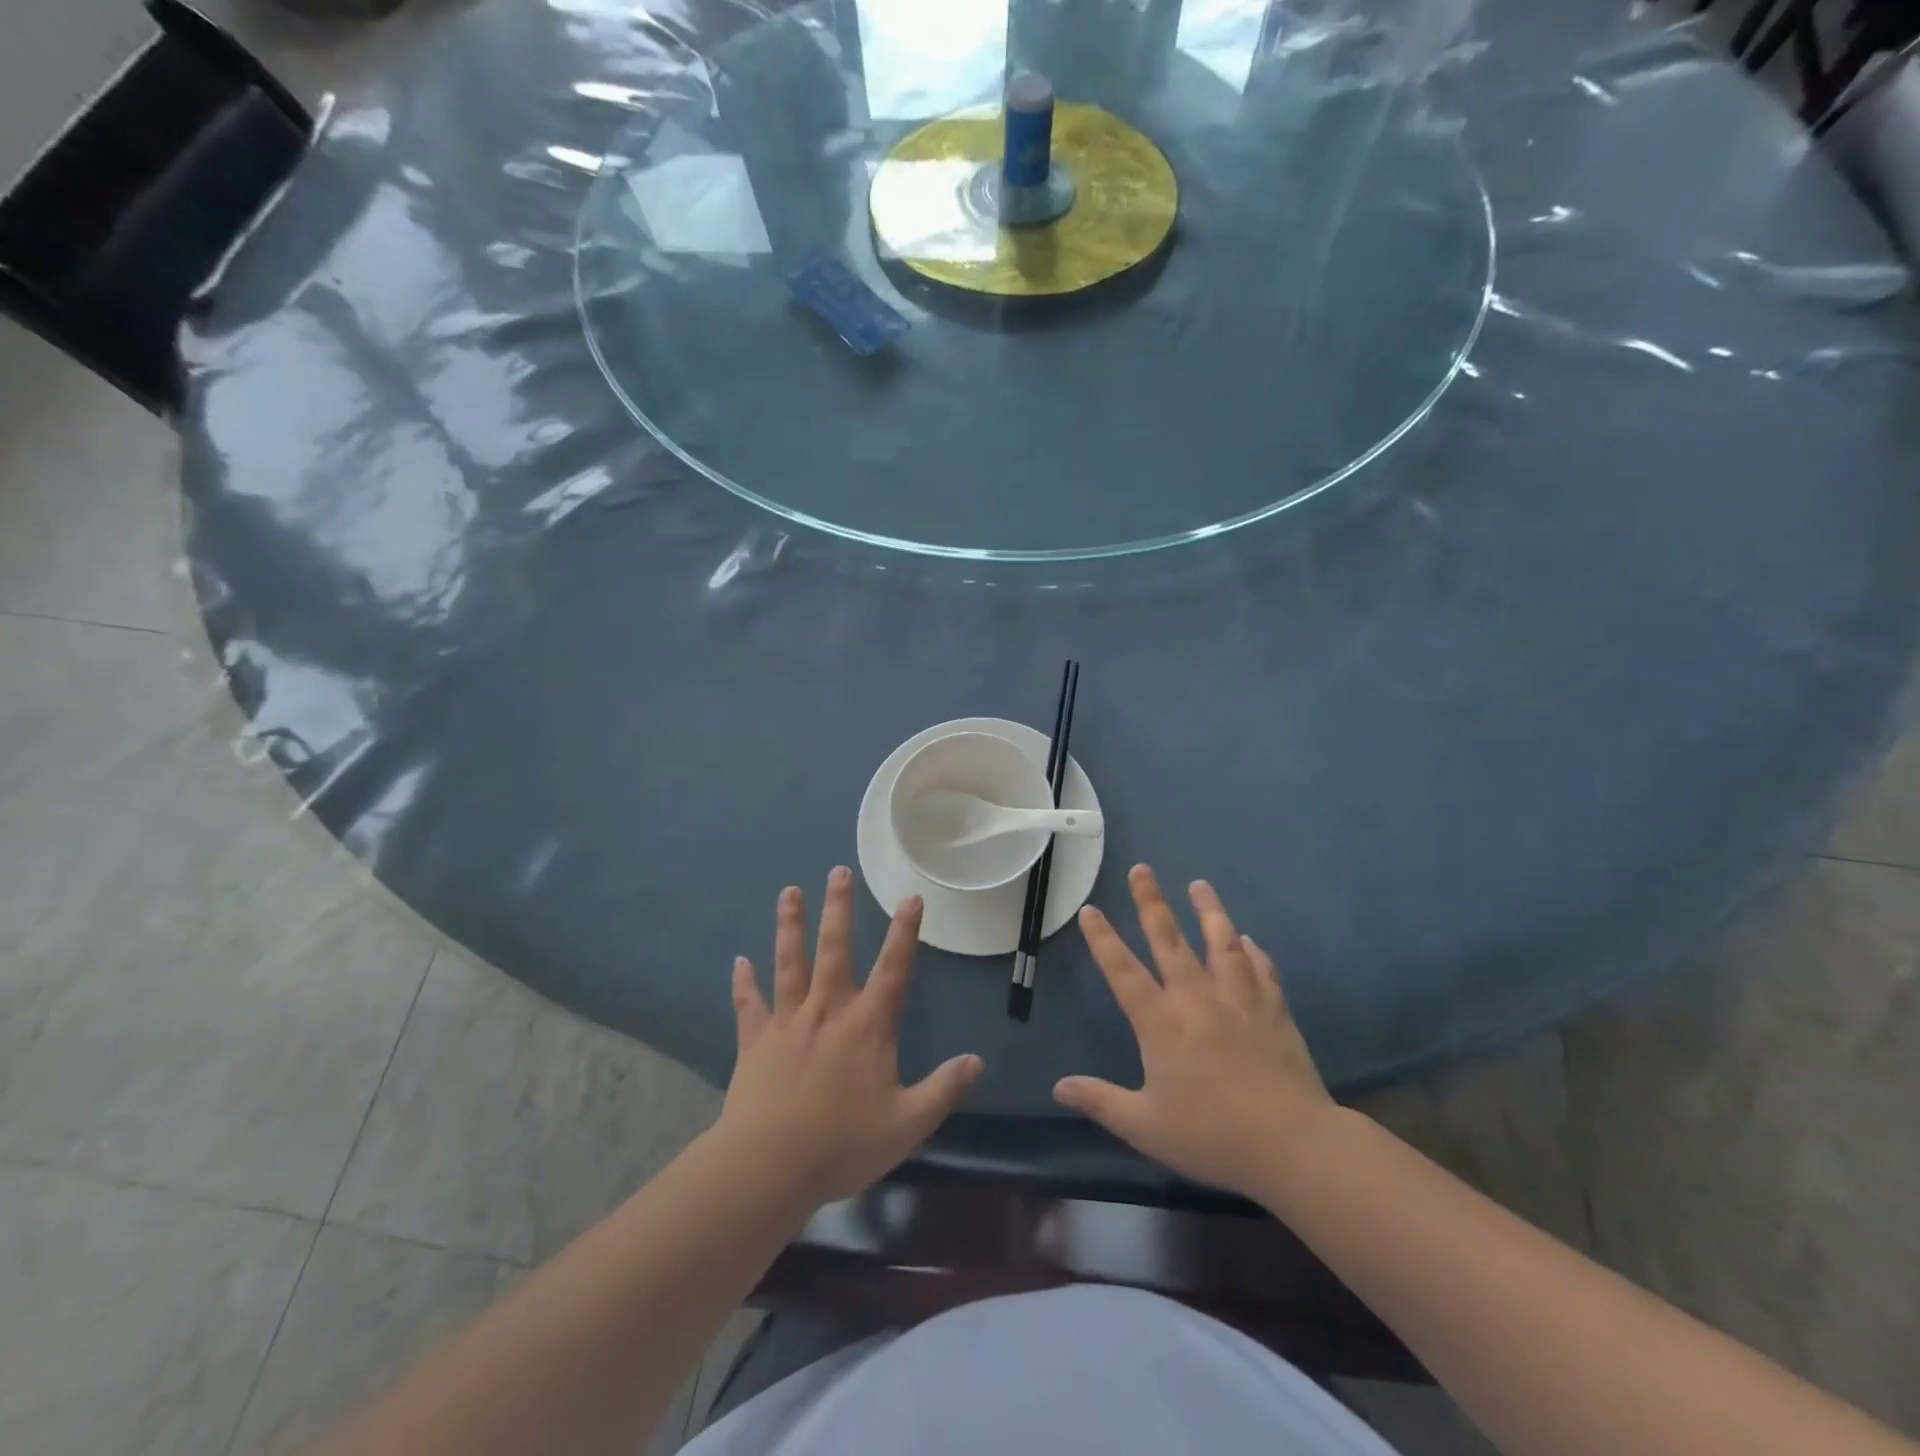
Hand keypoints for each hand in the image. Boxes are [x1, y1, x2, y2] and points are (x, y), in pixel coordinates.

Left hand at [715, 867, 984, 1209]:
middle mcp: (828, 1010)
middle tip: (837, 871)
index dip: (905, 932)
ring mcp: (788, 1021)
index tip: (911, 896)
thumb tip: (977, 1061)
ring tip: (789, 891)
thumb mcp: (907, 1124)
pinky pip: (749, 1004)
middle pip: (834, 948)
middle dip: (838, 908)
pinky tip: (739, 962)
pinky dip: (744, 982)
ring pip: (789, 962)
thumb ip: (943, 1089)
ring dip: (789, 925)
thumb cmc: (842, 1144)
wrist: (769, 1166)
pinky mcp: (755, 1040)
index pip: (893, 968)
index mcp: (867, 1025)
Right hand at [1054, 865, 1335, 1198]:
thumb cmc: (1212, 1135)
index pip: (1122, 969)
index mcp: (1161, 1021)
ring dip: (1208, 910)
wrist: (1292, 1144)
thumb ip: (1100, 1101)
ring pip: (1221, 941)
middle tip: (1141, 869)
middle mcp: (1196, 997)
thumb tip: (1058, 1087)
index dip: (1102, 938)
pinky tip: (1249, 941)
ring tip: (1200, 884)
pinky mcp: (1274, 1009)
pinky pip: (1261, 969)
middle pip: (1169, 939)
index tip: (1090, 909)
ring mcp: (1239, 999)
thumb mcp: (1145, 1126)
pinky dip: (1252, 951)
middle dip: (1151, 901)